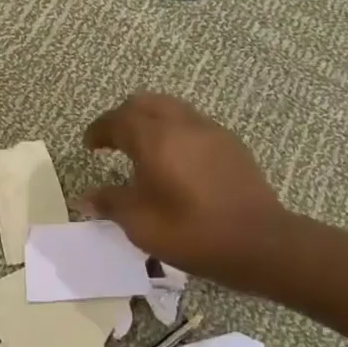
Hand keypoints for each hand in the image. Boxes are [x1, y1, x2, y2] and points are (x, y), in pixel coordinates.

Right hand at [82, 93, 294, 292]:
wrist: (260, 243)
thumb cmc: (192, 232)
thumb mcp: (141, 224)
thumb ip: (111, 203)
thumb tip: (87, 197)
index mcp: (154, 138)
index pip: (117, 120)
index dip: (99, 130)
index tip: (90, 145)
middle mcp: (181, 124)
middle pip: (144, 103)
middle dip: (123, 117)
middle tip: (113, 140)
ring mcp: (210, 130)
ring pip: (171, 107)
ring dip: (151, 120)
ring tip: (143, 147)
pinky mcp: (231, 143)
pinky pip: (193, 123)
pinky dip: (174, 130)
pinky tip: (176, 159)